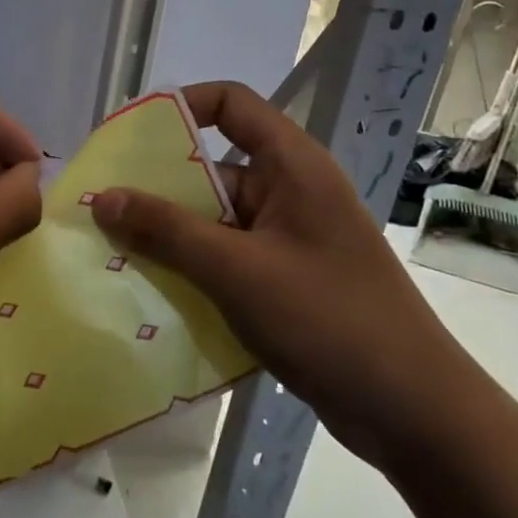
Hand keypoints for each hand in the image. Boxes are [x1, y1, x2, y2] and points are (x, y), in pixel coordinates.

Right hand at [90, 81, 481, 470]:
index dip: (180, 106)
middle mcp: (291, 191)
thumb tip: (102, 196)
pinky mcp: (287, 279)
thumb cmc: (329, 320)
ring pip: (214, 219)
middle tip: (104, 206)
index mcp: (292, 166)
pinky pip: (226, 257)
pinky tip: (153, 291)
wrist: (415, 414)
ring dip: (170, 234)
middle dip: (158, 186)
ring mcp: (290, 238)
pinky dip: (192, 267)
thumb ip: (166, 230)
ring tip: (114, 251)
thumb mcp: (236, 270)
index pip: (231, 103)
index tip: (131, 137)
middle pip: (213, 166)